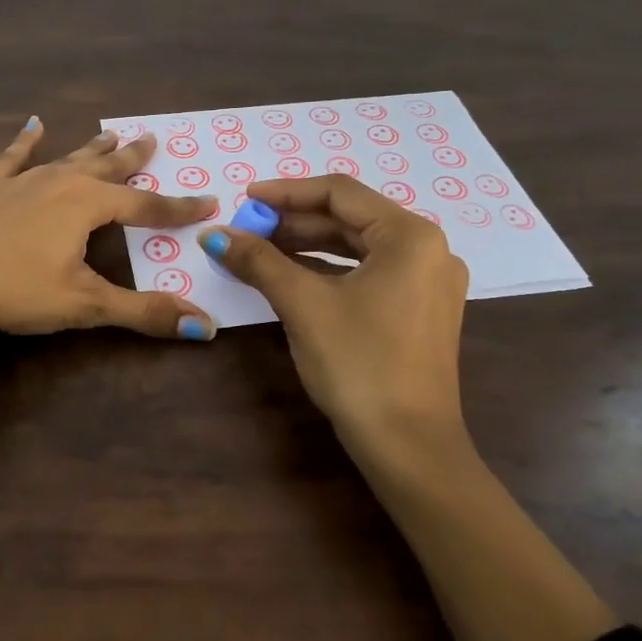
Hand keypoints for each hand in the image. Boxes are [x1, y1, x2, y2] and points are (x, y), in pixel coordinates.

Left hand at [0, 116, 218, 338]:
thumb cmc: (17, 290)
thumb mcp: (86, 305)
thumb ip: (144, 313)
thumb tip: (206, 329)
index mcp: (89, 205)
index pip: (147, 206)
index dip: (180, 208)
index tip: (209, 200)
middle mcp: (61, 182)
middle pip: (108, 168)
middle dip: (133, 158)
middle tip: (152, 139)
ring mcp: (22, 180)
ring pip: (67, 157)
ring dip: (92, 148)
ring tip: (111, 133)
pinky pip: (13, 157)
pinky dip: (26, 142)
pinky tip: (33, 126)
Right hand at [197, 175, 472, 485]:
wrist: (408, 447)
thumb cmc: (359, 364)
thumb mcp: (303, 304)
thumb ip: (258, 261)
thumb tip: (212, 235)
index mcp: (411, 236)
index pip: (340, 193)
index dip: (287, 192)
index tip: (244, 200)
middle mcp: (428, 251)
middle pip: (350, 219)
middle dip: (295, 222)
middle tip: (247, 229)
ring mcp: (429, 284)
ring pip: (358, 248)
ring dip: (308, 246)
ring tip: (261, 249)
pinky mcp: (420, 312)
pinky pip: (368, 274)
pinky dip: (329, 271)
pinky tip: (292, 275)